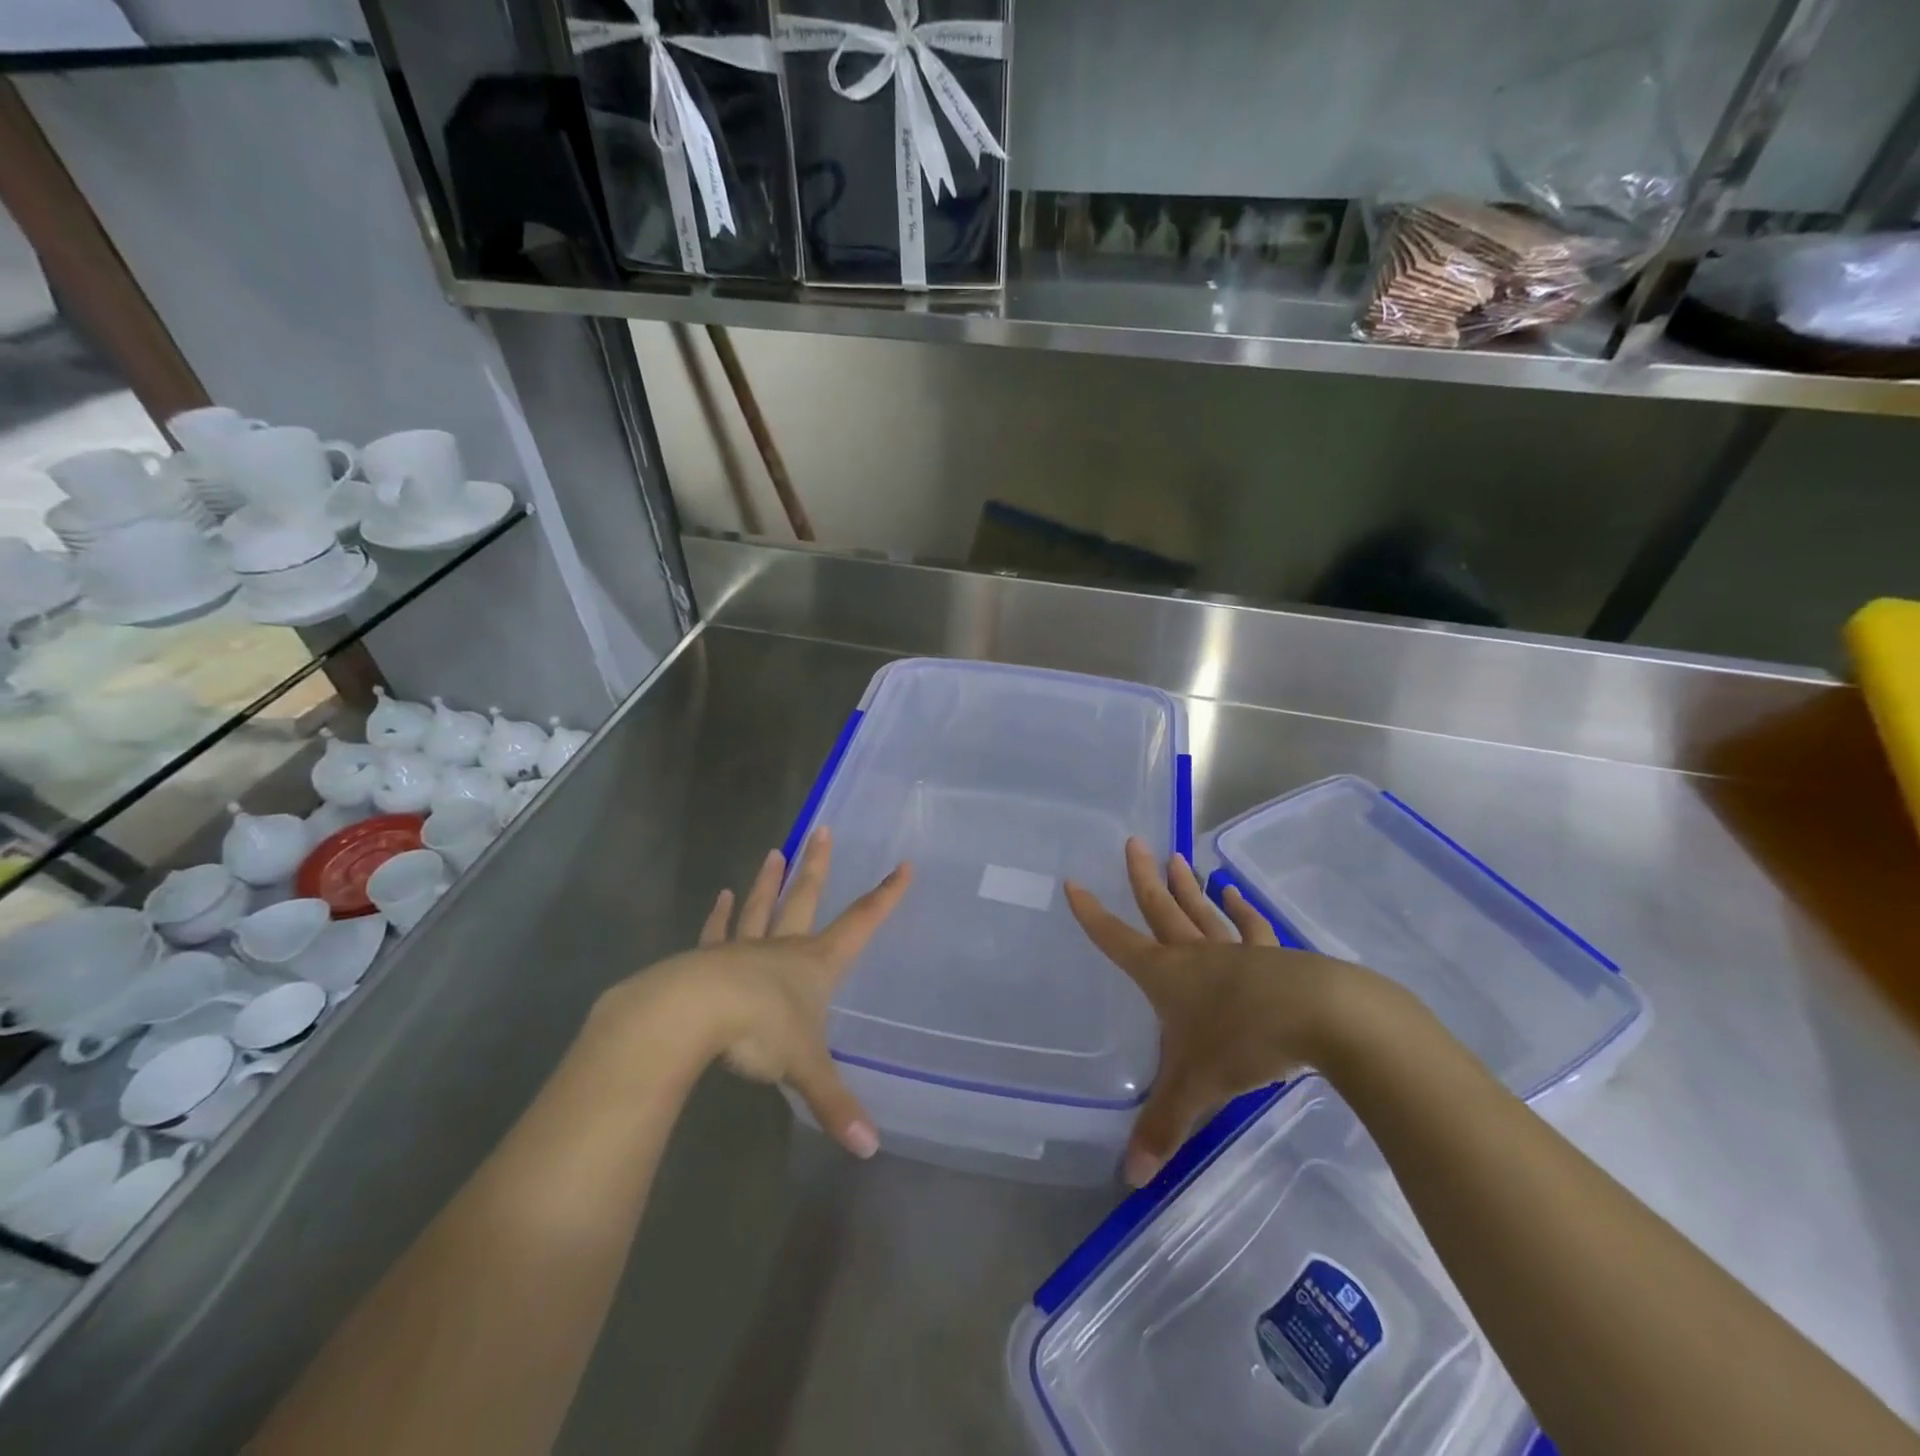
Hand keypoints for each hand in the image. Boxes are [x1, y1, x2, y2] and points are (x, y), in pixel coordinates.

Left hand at [615, 828, 909, 1158]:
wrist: (691, 1015)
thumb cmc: (759, 1032)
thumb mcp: (804, 1068)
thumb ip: (835, 1105)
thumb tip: (869, 1150)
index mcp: (815, 964)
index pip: (861, 923)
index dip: (885, 896)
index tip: (903, 866)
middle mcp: (783, 947)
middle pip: (806, 897)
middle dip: (818, 866)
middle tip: (822, 830)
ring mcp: (744, 949)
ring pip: (762, 906)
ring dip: (769, 880)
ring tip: (774, 851)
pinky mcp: (708, 958)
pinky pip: (718, 931)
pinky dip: (721, 914)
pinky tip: (721, 896)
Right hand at [1066, 838, 1371, 1186]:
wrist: (1322, 1018)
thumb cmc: (1244, 1043)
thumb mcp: (1196, 1089)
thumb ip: (1163, 1128)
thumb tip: (1131, 1179)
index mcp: (1166, 976)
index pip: (1117, 941)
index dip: (1093, 915)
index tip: (1074, 884)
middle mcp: (1195, 955)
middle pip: (1161, 909)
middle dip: (1142, 878)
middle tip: (1132, 842)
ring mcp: (1236, 951)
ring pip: (1202, 910)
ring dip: (1187, 886)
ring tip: (1177, 857)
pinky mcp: (1273, 956)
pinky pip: (1251, 925)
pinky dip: (1241, 908)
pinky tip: (1235, 891)